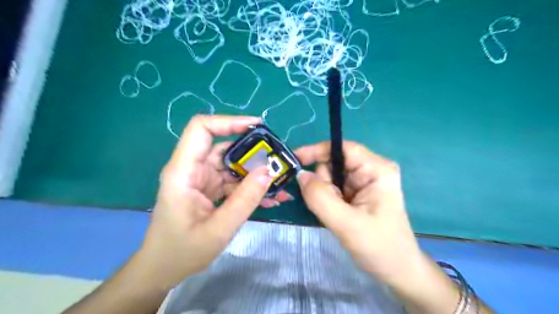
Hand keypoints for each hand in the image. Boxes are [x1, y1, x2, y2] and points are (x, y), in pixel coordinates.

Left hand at [139, 116, 287, 288]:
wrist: (163, 270)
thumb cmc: (182, 251)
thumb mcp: (218, 229)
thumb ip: (245, 200)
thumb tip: (269, 171)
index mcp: (184, 171)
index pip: (202, 129)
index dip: (229, 122)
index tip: (258, 127)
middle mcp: (192, 169)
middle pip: (224, 146)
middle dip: (253, 152)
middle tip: (278, 161)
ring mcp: (202, 179)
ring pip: (233, 165)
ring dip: (256, 173)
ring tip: (280, 185)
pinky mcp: (210, 189)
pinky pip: (233, 181)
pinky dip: (251, 187)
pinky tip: (270, 199)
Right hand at [294, 140, 420, 285]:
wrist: (396, 270)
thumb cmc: (379, 247)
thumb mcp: (346, 223)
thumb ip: (320, 197)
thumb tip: (300, 175)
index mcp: (377, 170)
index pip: (343, 148)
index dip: (317, 150)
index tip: (295, 159)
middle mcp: (372, 170)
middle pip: (335, 162)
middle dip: (323, 181)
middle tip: (328, 205)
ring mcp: (366, 181)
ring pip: (332, 175)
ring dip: (325, 193)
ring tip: (335, 214)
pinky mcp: (359, 192)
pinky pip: (334, 187)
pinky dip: (328, 198)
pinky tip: (336, 214)